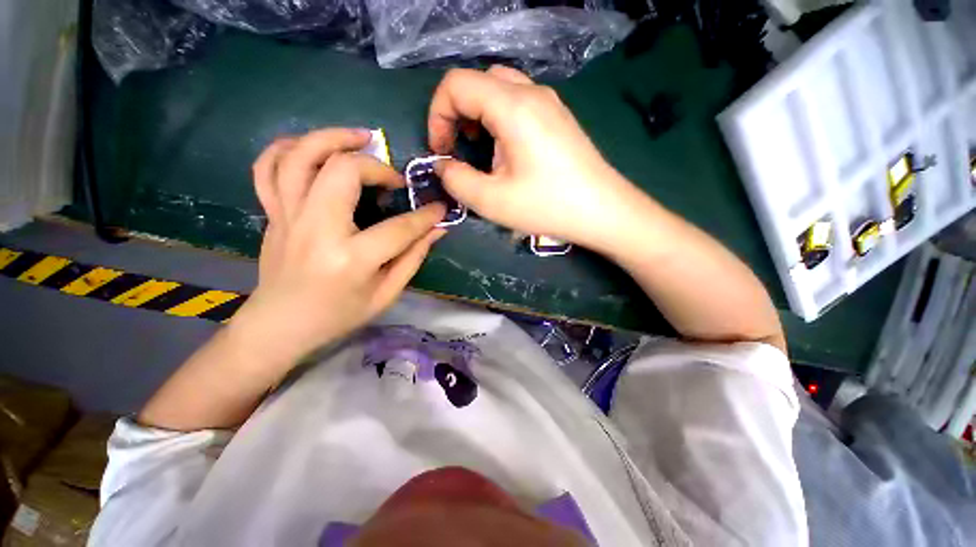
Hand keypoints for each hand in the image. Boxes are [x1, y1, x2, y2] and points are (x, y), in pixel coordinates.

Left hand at [234, 128, 445, 372]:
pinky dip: (289, 148)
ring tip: (360, 138)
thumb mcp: (386, 294)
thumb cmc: (338, 315)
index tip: (439, 208)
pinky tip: (315, 149)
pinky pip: (268, 167)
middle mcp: (316, 230)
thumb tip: (437, 229)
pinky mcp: (272, 214)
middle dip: (376, 166)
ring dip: (333, 138)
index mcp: (350, 259)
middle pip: (343, 171)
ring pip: (300, 157)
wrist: (280, 325)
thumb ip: (413, 258)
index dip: (426, 216)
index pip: (399, 228)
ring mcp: (287, 217)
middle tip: (393, 178)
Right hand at [428, 66, 646, 250]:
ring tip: (481, 149)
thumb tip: (443, 166)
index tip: (441, 151)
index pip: (456, 84)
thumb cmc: (547, 206)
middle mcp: (532, 93)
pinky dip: (499, 119)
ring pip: (499, 89)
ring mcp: (550, 103)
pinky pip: (519, 103)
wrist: (602, 211)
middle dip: (457, 113)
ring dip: (478, 115)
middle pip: (478, 81)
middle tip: (459, 147)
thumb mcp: (492, 201)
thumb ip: (457, 180)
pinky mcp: (558, 117)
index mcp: (512, 107)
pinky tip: (507, 150)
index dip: (437, 115)